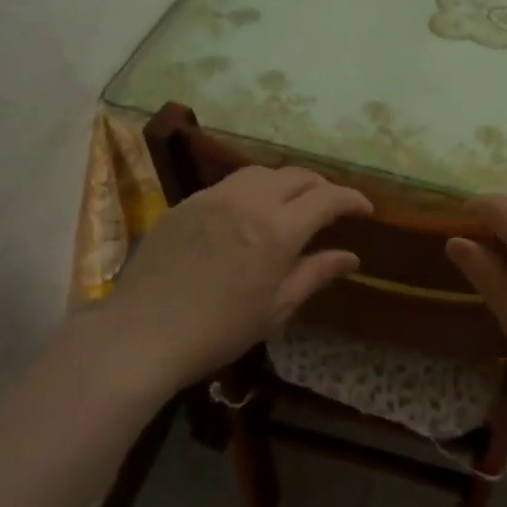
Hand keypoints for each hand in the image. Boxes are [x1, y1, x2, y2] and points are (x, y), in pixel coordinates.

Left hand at [96, 166, 372, 390]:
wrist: (141, 333)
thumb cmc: (218, 331)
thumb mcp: (276, 308)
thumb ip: (316, 274)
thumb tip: (351, 257)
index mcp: (278, 229)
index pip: (327, 198)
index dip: (351, 199)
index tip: (365, 209)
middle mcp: (250, 201)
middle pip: (297, 176)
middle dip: (321, 187)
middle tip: (330, 208)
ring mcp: (215, 196)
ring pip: (262, 172)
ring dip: (286, 182)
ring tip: (291, 204)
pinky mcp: (188, 202)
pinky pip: (231, 184)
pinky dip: (253, 190)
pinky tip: (249, 213)